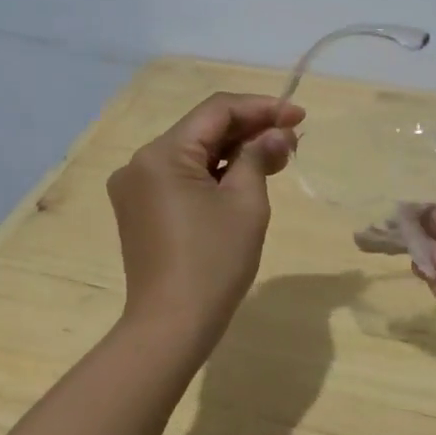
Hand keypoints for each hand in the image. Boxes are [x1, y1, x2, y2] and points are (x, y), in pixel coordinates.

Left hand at [106, 92, 305, 347]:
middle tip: (293, 141)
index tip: (299, 117)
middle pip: (203, 130)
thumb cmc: (214, 262)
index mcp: (162, 154)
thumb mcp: (246, 203)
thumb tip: (277, 134)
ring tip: (277, 158)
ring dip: (234, 152)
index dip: (261, 108)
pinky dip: (214, 173)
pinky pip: (182, 177)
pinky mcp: (140, 209)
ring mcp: (136, 187)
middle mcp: (140, 162)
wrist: (171, 326)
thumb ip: (259, 156)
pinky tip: (246, 177)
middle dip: (250, 130)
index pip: (216, 111)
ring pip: (193, 153)